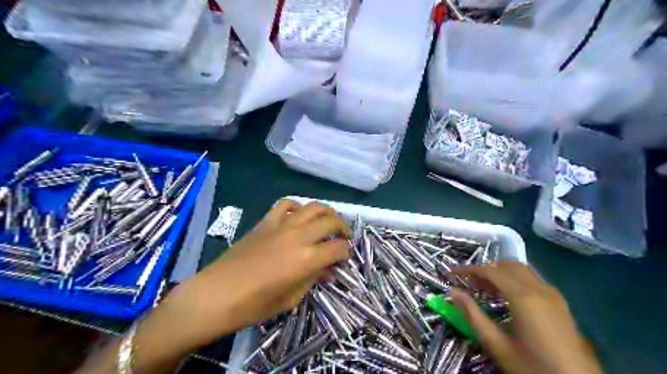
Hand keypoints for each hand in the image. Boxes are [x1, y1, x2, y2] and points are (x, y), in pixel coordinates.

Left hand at [176, 200, 354, 343]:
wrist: (217, 294)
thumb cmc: (255, 304)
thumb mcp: (291, 298)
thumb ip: (313, 279)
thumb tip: (328, 271)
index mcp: (307, 259)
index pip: (338, 248)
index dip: (346, 252)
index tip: (345, 256)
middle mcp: (299, 236)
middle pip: (330, 221)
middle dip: (343, 227)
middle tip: (343, 237)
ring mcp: (282, 225)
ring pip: (312, 207)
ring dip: (326, 212)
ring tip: (328, 220)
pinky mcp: (266, 221)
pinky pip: (285, 204)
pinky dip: (297, 206)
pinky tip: (298, 215)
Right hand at [450, 260, 602, 373]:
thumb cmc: (535, 368)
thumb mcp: (498, 346)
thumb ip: (474, 316)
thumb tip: (453, 292)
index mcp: (524, 297)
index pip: (491, 271)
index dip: (469, 269)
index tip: (452, 274)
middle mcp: (540, 289)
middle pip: (507, 266)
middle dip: (485, 270)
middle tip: (469, 283)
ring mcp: (553, 295)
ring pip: (521, 271)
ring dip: (500, 273)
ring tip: (485, 289)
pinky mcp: (560, 304)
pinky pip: (532, 280)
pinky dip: (514, 280)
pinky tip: (508, 298)